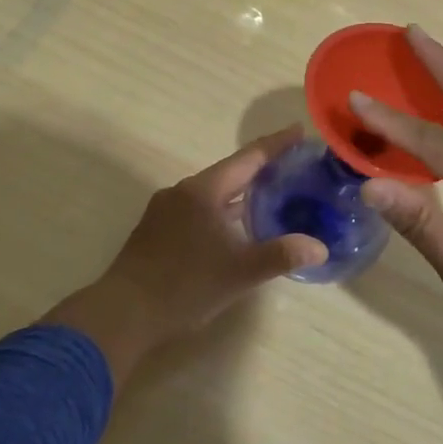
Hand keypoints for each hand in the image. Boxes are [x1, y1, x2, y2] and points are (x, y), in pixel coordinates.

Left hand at [44, 127, 327, 384]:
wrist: (123, 313)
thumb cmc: (184, 285)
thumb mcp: (239, 272)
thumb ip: (280, 256)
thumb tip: (319, 248)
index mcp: (204, 191)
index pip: (248, 158)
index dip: (276, 144)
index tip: (299, 130)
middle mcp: (183, 191)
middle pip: (230, 172)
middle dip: (261, 168)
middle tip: (292, 166)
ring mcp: (166, 210)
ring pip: (212, 192)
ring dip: (240, 191)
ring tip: (270, 195)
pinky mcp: (157, 229)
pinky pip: (198, 208)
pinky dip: (222, 209)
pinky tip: (234, 227)